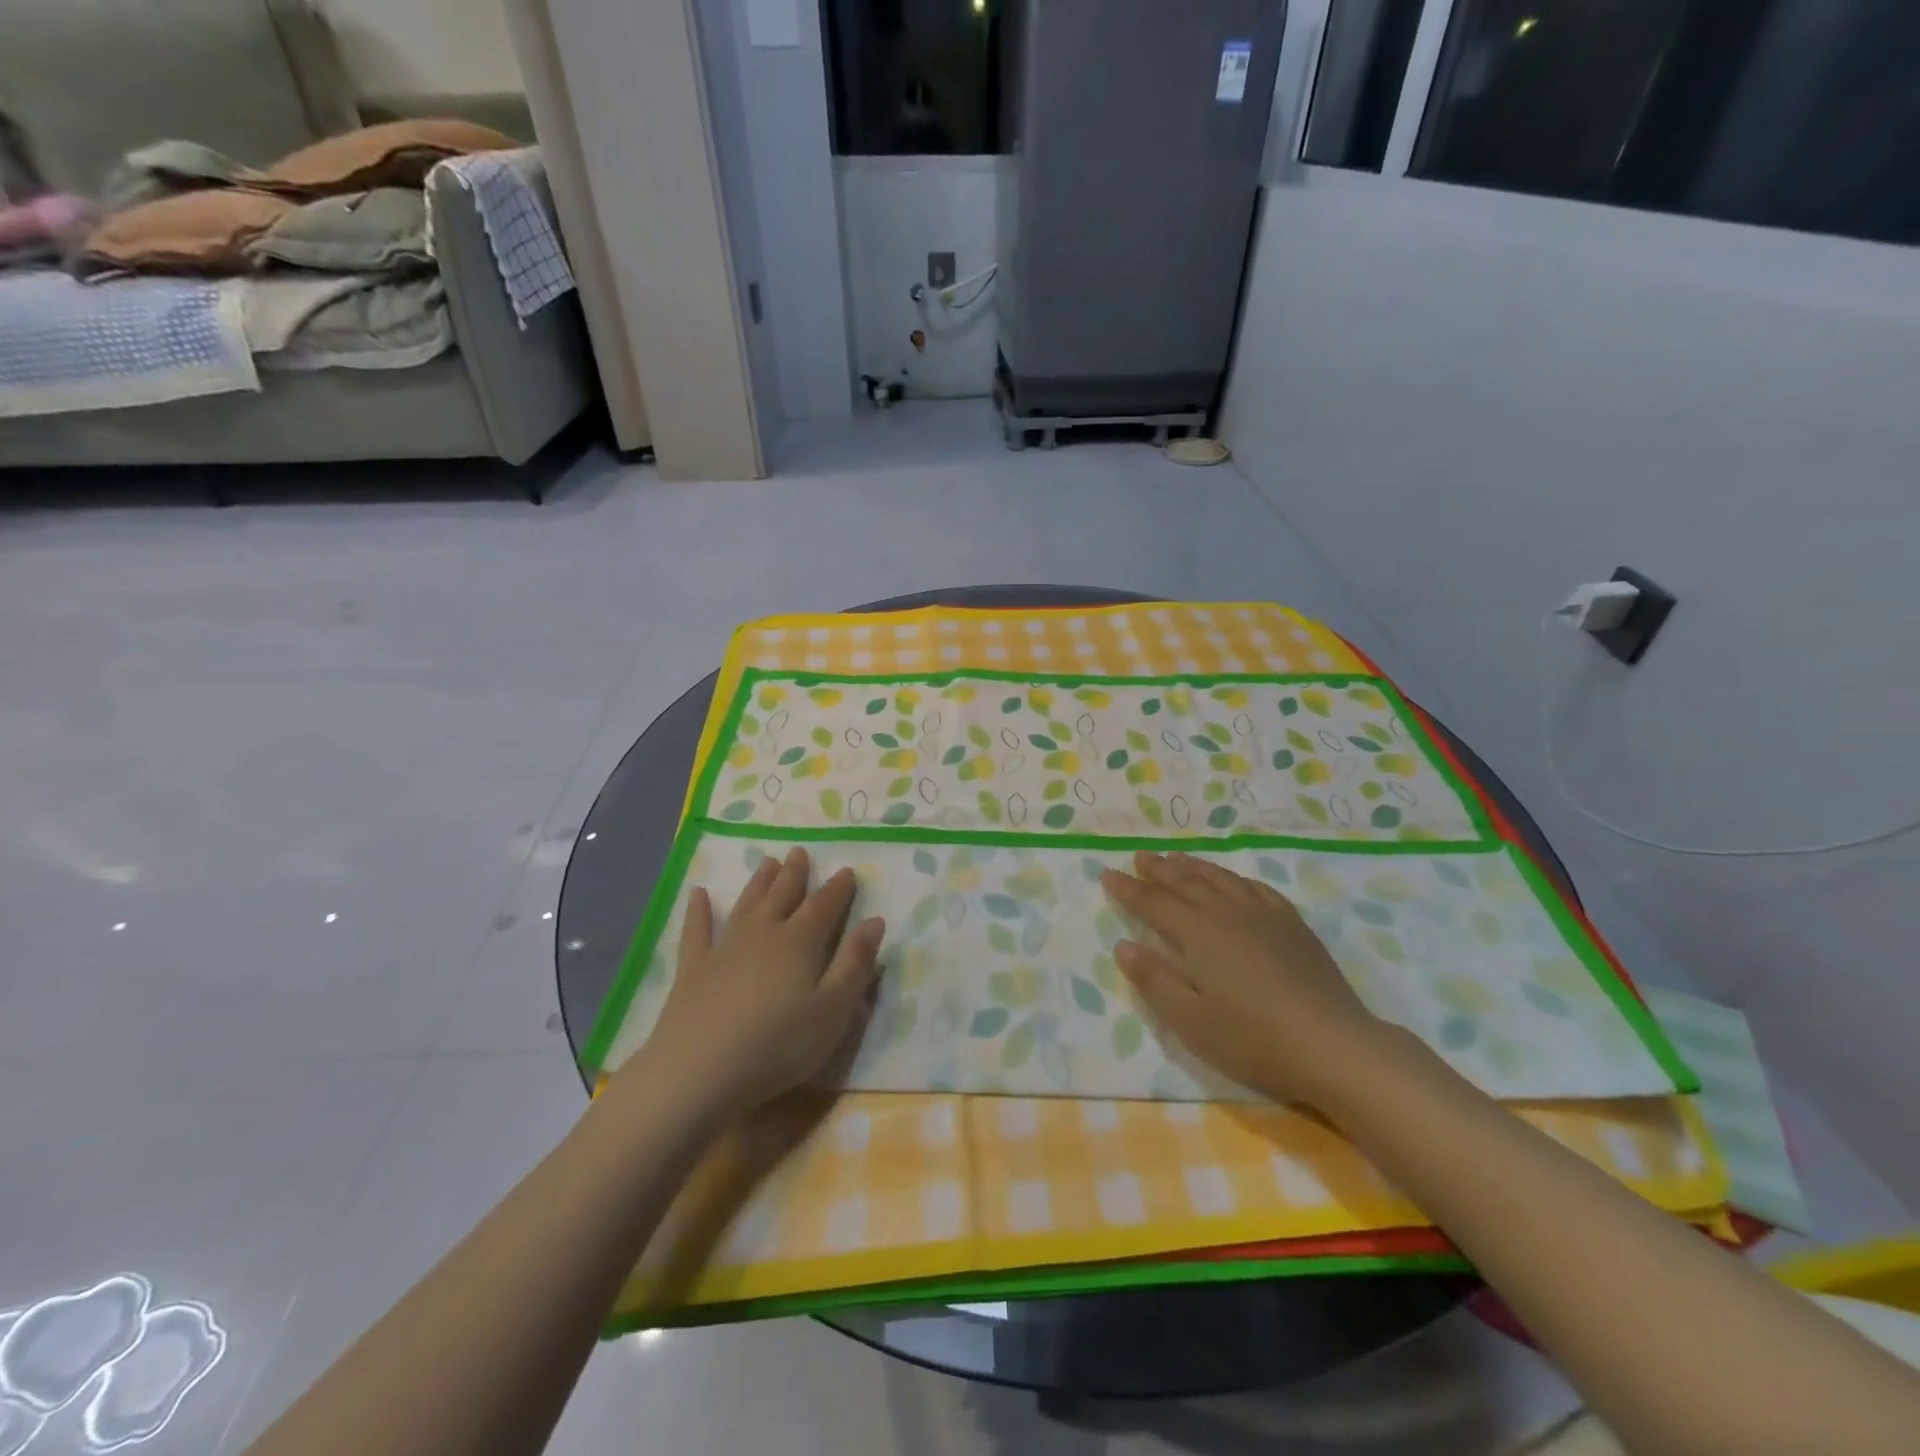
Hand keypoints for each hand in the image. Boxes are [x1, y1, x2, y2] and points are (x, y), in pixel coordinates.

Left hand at [646, 847, 885, 1123]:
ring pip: (746, 904)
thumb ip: (855, 964)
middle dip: (794, 874)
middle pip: (782, 895)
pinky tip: (698, 894)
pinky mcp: (693, 968)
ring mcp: (724, 948)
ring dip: (758, 882)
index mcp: (799, 942)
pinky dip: (698, 911)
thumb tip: (875, 921)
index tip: (847, 871)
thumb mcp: (833, 1010)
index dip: (838, 889)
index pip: (824, 906)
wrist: (700, 1071)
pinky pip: (697, 930)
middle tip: (799, 852)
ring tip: (768, 862)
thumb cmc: (779, 1044)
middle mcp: (763, 933)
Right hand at [1100, 851, 1392, 1106]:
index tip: (1107, 875)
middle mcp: (1226, 913)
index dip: (1128, 889)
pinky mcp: (1292, 925)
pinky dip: (1235, 878)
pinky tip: (1233, 881)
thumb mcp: (1191, 1021)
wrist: (1334, 1046)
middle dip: (1158, 869)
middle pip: (1186, 882)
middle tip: (1140, 857)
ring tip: (1176, 858)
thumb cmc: (1253, 1039)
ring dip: (1193, 867)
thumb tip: (1124, 945)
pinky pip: (1256, 888)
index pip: (1153, 903)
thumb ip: (1154, 981)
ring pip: (1220, 879)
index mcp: (1197, 934)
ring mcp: (1264, 915)